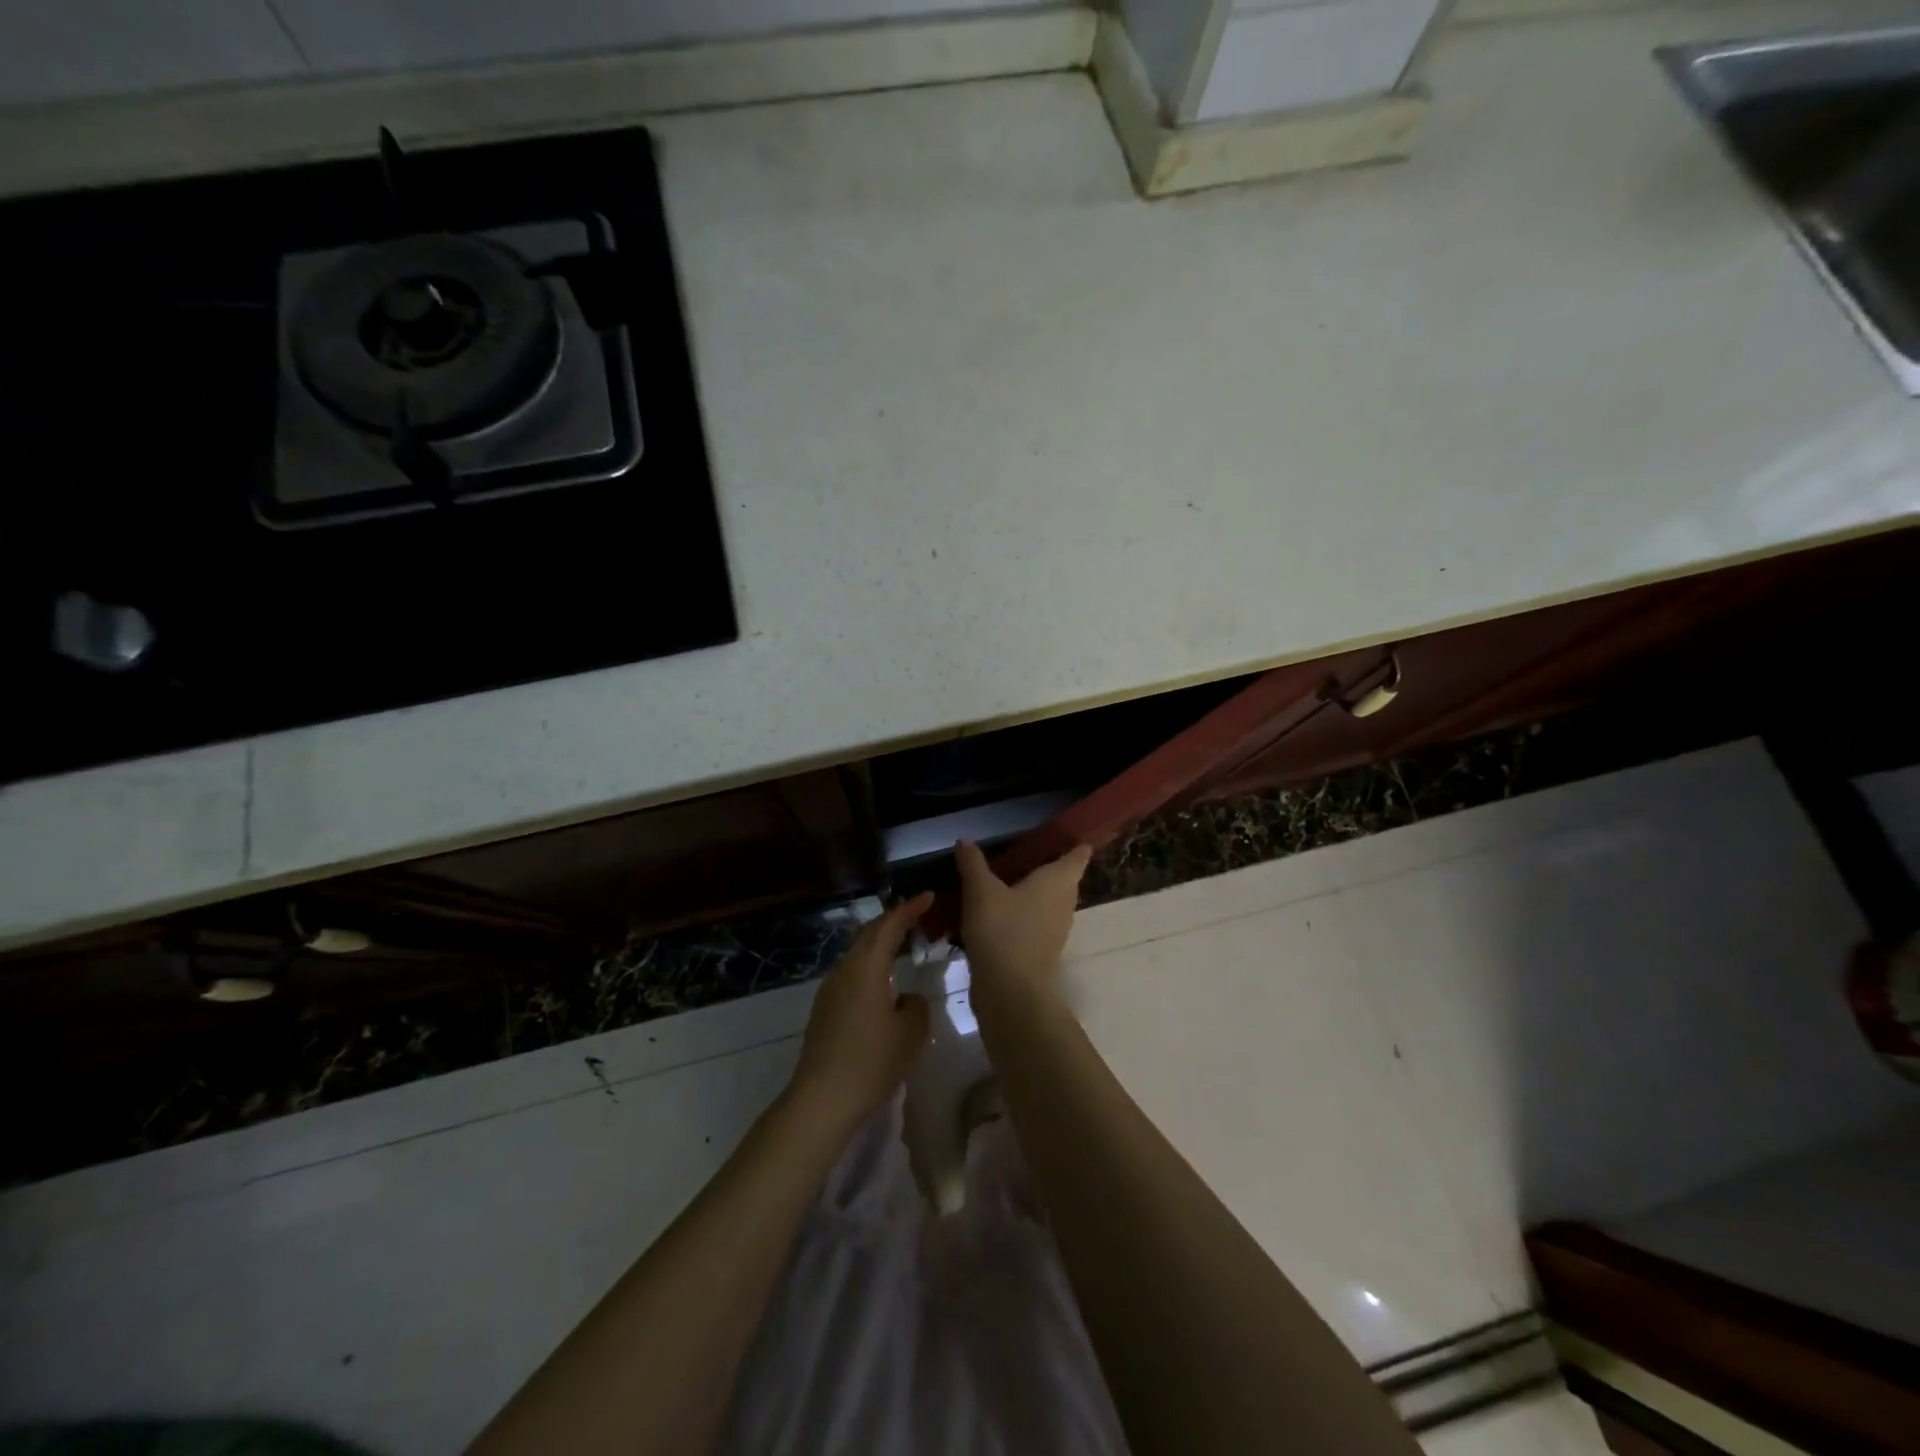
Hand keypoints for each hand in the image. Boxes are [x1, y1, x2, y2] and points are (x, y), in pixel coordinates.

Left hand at [788, 892, 932, 1128]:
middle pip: (869, 935)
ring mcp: (830, 991)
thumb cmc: (871, 1062)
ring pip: (858, 955)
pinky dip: (871, 966)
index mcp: (866, 968)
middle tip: (917, 915)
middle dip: (893, 921)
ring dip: (880, 944)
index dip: (909, 909)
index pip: (889, 926)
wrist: (821, 1100)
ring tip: (903, 945)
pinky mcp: (824, 1010)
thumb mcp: (910, 1033)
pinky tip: (883, 982)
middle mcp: (844, 971)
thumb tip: (906, 998)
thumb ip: (916, 1006)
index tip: (928, 896)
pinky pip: (852, 974)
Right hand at [954, 840, 1091, 1008]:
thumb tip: (966, 840)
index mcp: (1058, 881)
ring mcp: (1056, 929)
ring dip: (1032, 893)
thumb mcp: (981, 891)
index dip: (1074, 842)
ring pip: (1048, 902)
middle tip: (1023, 852)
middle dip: (1047, 866)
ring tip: (1005, 881)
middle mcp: (1064, 902)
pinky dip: (1022, 915)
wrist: (1010, 991)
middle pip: (1063, 879)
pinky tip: (997, 914)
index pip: (1077, 855)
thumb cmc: (1002, 929)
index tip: (1064, 832)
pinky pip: (1035, 922)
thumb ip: (973, 863)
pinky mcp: (1043, 950)